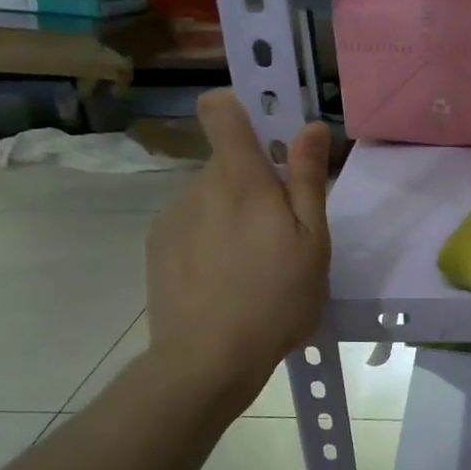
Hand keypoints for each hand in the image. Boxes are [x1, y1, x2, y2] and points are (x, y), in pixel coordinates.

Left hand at [145, 91, 331, 390]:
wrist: (208, 359)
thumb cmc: (277, 299)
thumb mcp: (313, 242)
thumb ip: (308, 180)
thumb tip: (311, 126)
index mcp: (242, 180)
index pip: (221, 110)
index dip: (241, 110)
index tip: (267, 137)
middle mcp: (200, 187)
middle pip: (227, 163)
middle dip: (254, 184)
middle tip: (280, 234)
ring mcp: (173, 217)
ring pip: (210, 197)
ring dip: (232, 215)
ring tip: (252, 266)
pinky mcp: (157, 246)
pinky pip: (191, 225)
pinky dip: (209, 240)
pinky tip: (223, 281)